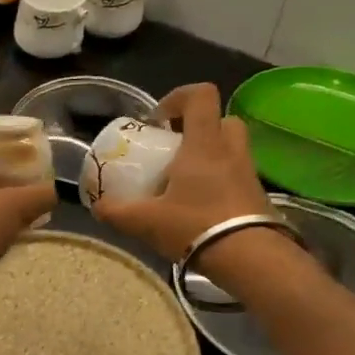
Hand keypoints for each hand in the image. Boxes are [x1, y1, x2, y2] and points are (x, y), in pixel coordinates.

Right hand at [93, 83, 270, 260]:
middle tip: (175, 149)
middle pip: (221, 119)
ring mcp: (248, 173)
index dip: (178, 97)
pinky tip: (200, 206)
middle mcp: (230, 150)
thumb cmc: (196, 226)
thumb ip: (117, 211)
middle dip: (198, 128)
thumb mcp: (145, 221)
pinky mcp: (257, 195)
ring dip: (210, 155)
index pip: (201, 95)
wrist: (250, 259)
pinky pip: (237, 175)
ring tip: (185, 180)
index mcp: (204, 144)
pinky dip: (219, 181)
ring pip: (231, 148)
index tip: (158, 120)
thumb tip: (97, 206)